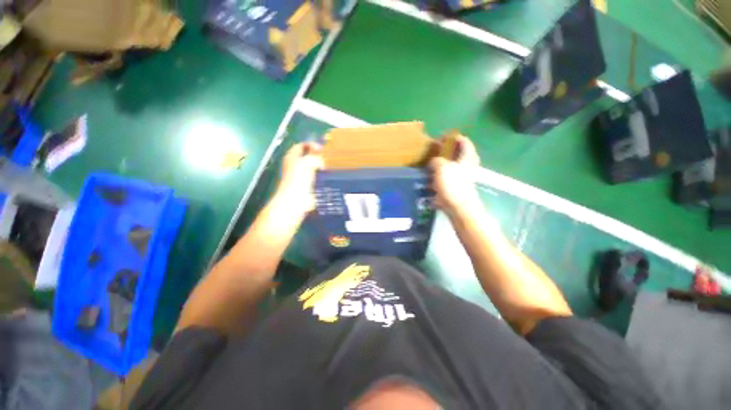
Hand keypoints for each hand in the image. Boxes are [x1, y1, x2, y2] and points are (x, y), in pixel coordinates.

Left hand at [275, 142, 323, 215]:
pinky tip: (329, 177)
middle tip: (328, 158)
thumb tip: (321, 160)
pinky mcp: (307, 185)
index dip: (311, 145)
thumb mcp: (308, 162)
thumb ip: (316, 157)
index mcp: (292, 157)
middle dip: (318, 156)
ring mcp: (301, 176)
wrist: (296, 199)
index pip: (302, 146)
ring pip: (313, 168)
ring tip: (330, 167)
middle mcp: (296, 165)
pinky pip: (316, 178)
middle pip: (308, 157)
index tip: (322, 149)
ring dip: (321, 167)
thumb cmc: (299, 178)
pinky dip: (322, 177)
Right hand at [429, 134, 481, 217]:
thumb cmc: (452, 184)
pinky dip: (440, 173)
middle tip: (435, 150)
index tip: (439, 138)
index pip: (463, 140)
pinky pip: (448, 175)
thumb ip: (436, 160)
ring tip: (431, 162)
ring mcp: (463, 175)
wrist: (458, 206)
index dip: (452, 137)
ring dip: (443, 161)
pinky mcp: (457, 185)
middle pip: (458, 152)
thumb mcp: (441, 167)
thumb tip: (434, 162)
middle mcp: (467, 164)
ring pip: (453, 164)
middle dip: (446, 150)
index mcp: (467, 156)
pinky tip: (431, 175)